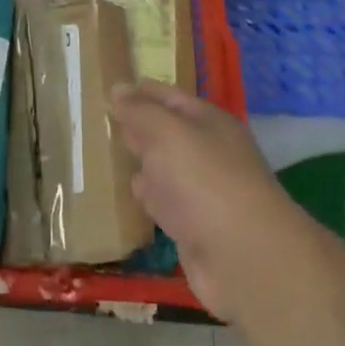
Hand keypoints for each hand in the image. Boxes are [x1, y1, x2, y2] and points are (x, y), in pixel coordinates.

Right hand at [109, 80, 307, 324]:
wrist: (244, 258)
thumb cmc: (204, 180)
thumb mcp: (167, 132)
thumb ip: (140, 111)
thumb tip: (118, 88)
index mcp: (210, 123)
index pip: (170, 97)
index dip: (141, 91)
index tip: (109, 88)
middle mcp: (209, 152)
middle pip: (168, 132)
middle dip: (139, 125)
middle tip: (101, 118)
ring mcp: (203, 191)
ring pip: (164, 168)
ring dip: (141, 161)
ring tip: (106, 152)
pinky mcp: (195, 227)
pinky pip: (164, 202)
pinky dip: (148, 197)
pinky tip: (128, 194)